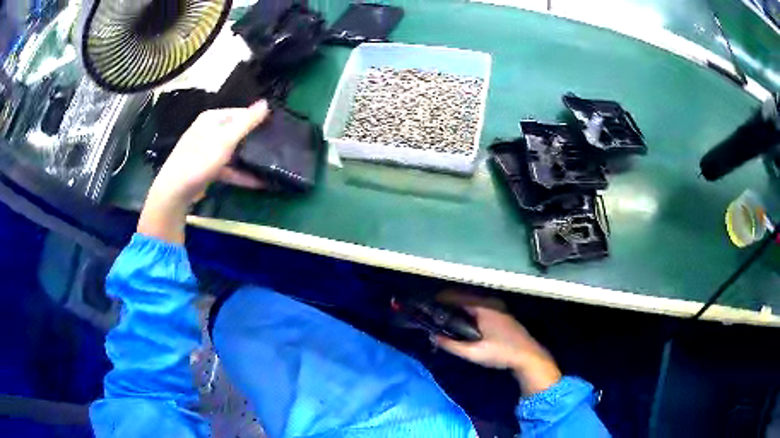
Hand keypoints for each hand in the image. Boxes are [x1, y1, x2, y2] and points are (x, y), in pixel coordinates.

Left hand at [149, 100, 268, 205]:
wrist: (174, 191)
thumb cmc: (200, 160)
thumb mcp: (226, 140)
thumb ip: (247, 122)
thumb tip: (266, 102)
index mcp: (212, 118)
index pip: (240, 113)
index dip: (257, 120)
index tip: (274, 130)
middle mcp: (208, 130)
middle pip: (236, 132)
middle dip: (253, 140)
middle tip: (274, 147)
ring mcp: (206, 150)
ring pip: (232, 151)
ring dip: (248, 159)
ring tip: (269, 165)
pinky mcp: (206, 168)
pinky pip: (227, 167)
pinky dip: (239, 174)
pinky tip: (257, 182)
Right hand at [434, 292, 561, 395]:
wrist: (528, 356)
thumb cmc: (501, 353)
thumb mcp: (474, 353)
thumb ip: (452, 345)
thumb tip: (434, 337)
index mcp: (484, 309)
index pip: (458, 297)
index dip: (442, 299)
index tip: (428, 303)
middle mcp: (491, 304)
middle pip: (466, 299)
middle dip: (449, 303)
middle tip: (434, 311)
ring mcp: (499, 309)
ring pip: (474, 304)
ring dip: (460, 307)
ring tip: (445, 316)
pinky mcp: (502, 316)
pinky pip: (481, 308)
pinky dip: (469, 311)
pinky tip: (464, 322)